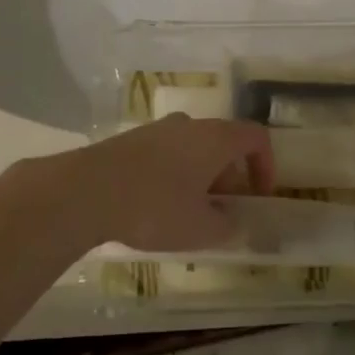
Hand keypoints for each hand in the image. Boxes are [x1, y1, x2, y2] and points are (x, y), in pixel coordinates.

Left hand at [58, 115, 274, 252]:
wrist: (88, 190)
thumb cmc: (155, 206)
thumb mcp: (200, 229)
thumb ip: (227, 226)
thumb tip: (234, 222)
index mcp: (215, 138)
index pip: (255, 137)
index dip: (266, 165)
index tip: (259, 197)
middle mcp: (190, 125)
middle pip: (223, 143)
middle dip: (230, 178)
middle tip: (223, 213)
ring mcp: (158, 129)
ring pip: (193, 149)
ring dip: (201, 177)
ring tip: (189, 215)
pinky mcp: (132, 140)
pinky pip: (167, 153)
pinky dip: (175, 175)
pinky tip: (157, 207)